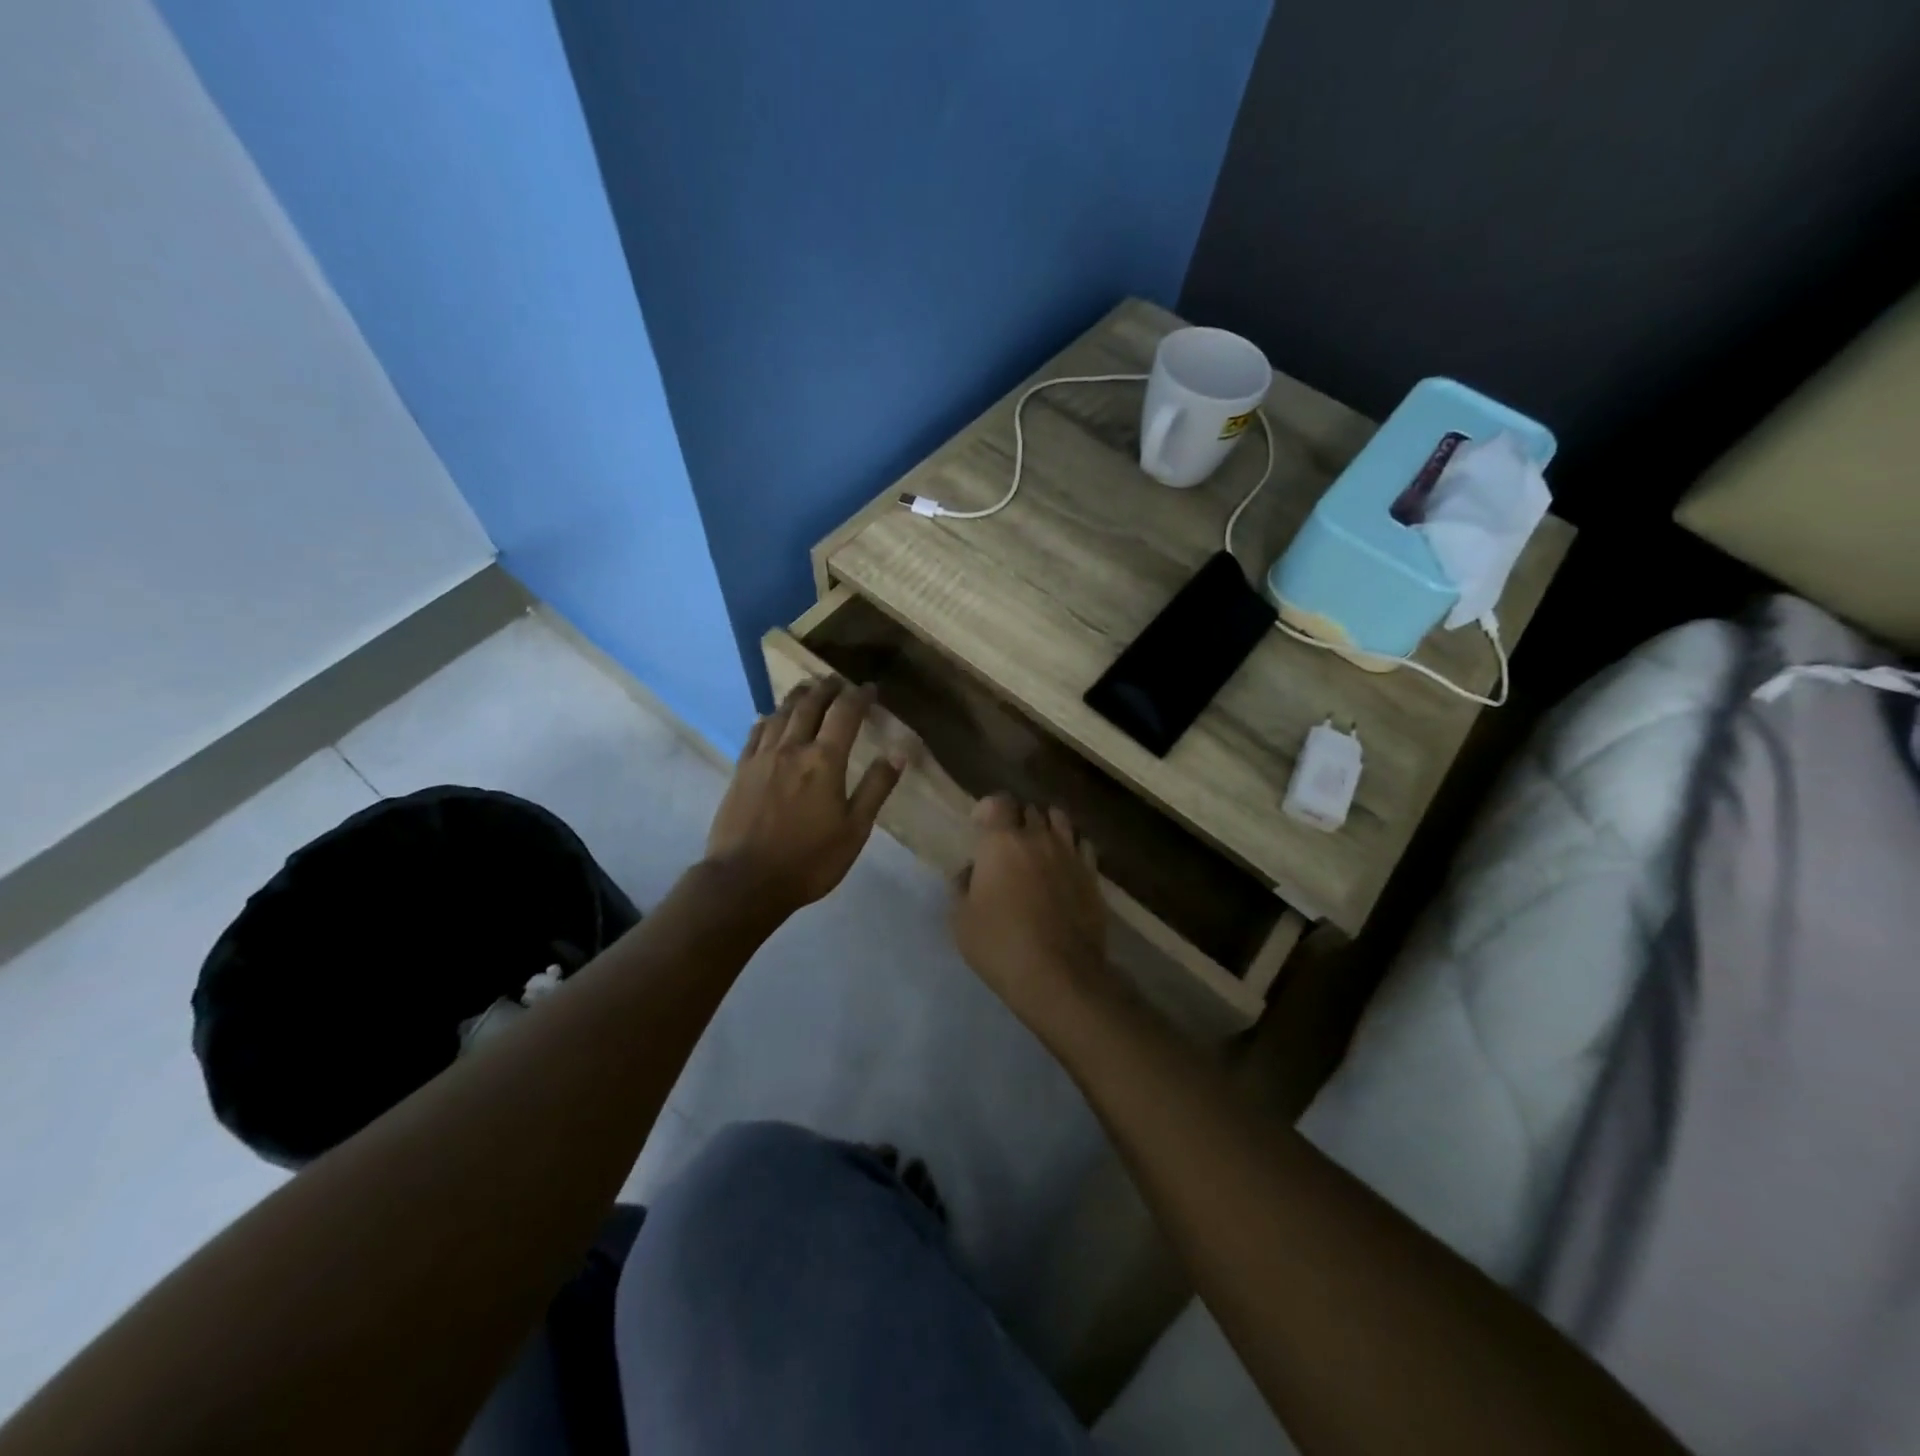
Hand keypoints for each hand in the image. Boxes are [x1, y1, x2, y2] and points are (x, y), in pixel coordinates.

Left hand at [705, 678, 902, 915]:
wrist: (745, 881)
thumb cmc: (809, 860)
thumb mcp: (854, 830)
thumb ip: (875, 788)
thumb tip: (899, 753)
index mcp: (824, 761)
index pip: (845, 714)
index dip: (859, 696)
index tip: (870, 687)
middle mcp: (792, 748)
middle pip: (810, 705)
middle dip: (826, 688)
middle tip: (837, 681)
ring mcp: (762, 757)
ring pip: (780, 714)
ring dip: (797, 697)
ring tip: (808, 689)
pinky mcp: (741, 770)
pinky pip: (756, 733)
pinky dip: (768, 718)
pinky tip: (770, 718)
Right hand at [951, 794, 1108, 1028]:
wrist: (1059, 975)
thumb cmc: (1000, 945)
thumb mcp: (961, 920)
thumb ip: (962, 887)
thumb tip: (970, 872)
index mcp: (1002, 842)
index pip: (998, 802)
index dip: (988, 809)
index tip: (979, 826)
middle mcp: (1038, 838)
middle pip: (1029, 810)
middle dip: (1017, 819)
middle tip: (1007, 842)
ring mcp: (1070, 854)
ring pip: (1060, 820)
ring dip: (1046, 826)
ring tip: (1039, 846)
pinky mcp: (1092, 875)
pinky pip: (1083, 846)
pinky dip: (1072, 847)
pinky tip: (1065, 864)